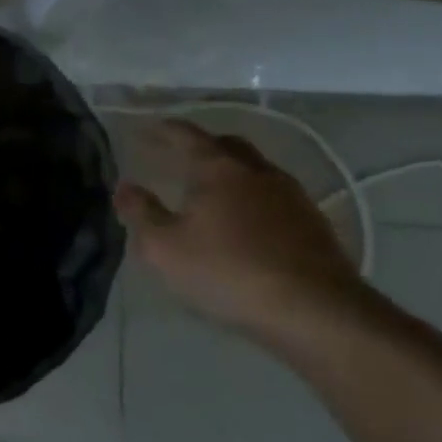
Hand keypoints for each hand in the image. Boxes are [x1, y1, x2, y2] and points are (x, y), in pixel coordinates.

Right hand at [114, 120, 367, 353]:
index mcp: (219, 169)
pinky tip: (245, 222)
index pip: (187, 135)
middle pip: (228, 145)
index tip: (146, 129)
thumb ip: (140, 213)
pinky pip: (275, 197)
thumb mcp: (163, 247)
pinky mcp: (314, 224)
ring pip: (256, 170)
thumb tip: (124, 186)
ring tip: (211, 191)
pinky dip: (253, 199)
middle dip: (203, 145)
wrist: (316, 312)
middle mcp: (257, 172)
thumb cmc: (227, 272)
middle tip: (179, 156)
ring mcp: (292, 197)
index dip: (164, 130)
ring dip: (231, 173)